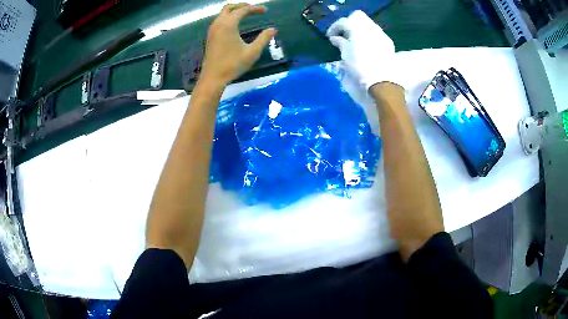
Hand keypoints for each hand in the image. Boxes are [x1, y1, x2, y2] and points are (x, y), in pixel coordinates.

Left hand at [200, 3, 276, 86]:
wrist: (213, 77)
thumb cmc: (232, 65)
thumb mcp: (252, 52)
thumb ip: (264, 39)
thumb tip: (273, 30)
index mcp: (228, 25)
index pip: (243, 10)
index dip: (255, 8)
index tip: (265, 10)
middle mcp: (218, 23)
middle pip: (230, 7)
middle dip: (243, 6)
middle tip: (254, 9)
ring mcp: (212, 29)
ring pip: (223, 13)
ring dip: (235, 11)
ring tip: (246, 14)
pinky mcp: (210, 36)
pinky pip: (219, 20)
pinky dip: (228, 17)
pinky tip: (235, 24)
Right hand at [327, 10, 399, 90]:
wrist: (381, 80)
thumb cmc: (359, 66)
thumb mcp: (345, 54)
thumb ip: (340, 42)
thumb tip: (335, 38)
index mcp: (357, 28)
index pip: (343, 22)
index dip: (334, 28)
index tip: (330, 37)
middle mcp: (370, 27)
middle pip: (357, 18)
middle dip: (349, 24)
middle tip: (343, 35)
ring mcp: (381, 34)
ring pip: (368, 25)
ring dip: (360, 30)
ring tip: (355, 41)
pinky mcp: (388, 42)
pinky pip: (376, 34)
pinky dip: (369, 37)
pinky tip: (366, 46)